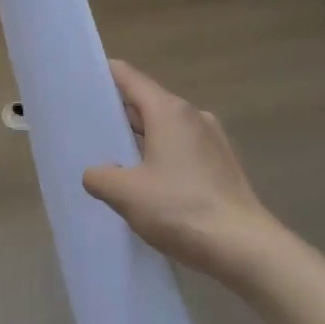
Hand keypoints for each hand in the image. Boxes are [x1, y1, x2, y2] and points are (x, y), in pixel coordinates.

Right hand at [83, 59, 277, 281]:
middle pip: (147, 101)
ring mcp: (212, 139)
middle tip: (87, 126)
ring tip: (114, 159)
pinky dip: (162, 155)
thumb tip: (95, 173)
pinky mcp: (223, 164)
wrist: (245, 249)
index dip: (103, 74)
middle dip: (118, 112)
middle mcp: (192, 115)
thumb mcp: (126, 194)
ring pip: (165, 127)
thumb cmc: (182, 209)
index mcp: (168, 111)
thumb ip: (100, 177)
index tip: (79, 82)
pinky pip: (182, 148)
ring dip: (140, 138)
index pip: (128, 76)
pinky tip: (149, 183)